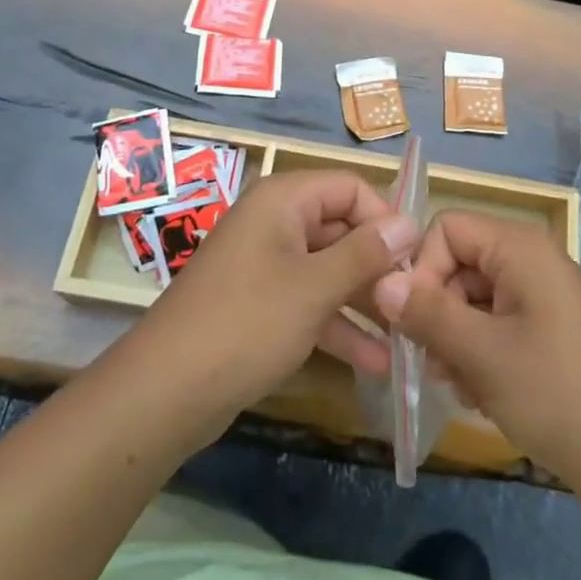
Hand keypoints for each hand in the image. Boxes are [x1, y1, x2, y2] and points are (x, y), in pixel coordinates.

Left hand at [125, 170, 418, 436]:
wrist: (165, 392)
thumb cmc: (247, 323)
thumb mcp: (314, 287)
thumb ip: (365, 254)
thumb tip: (411, 224)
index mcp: (283, 200)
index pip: (350, 187)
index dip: (384, 218)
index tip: (414, 259)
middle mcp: (275, 222)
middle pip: (340, 229)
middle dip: (378, 265)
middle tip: (415, 301)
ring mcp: (265, 264)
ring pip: (328, 269)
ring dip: (364, 301)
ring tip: (406, 335)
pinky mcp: (259, 304)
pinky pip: (309, 301)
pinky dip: (337, 325)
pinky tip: (375, 362)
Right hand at [373, 211, 580, 492]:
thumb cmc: (558, 394)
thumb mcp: (482, 354)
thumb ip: (427, 313)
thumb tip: (380, 282)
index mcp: (519, 247)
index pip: (445, 228)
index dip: (422, 269)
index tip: (416, 323)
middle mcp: (531, 259)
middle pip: (458, 264)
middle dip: (438, 312)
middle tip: (434, 366)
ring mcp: (543, 296)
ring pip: (474, 299)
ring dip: (456, 340)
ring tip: (463, 388)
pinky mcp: (550, 330)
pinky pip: (498, 324)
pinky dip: (481, 354)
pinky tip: (483, 395)